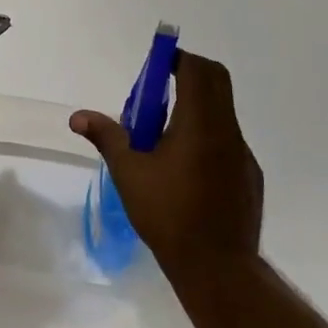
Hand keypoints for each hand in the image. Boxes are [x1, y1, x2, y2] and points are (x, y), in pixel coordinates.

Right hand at [70, 50, 262, 279]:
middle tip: (160, 91)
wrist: (218, 268)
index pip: (198, 70)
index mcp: (200, 123)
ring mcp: (243, 154)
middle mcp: (228, 131)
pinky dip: (208, 137)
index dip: (178, 59)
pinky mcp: (249, 176)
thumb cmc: (168, 214)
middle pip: (217, 82)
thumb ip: (107, 137)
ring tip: (165, 138)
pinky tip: (187, 171)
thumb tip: (78, 117)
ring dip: (197, 108)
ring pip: (223, 113)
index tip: (158, 65)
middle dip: (190, 75)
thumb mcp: (129, 173)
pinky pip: (228, 141)